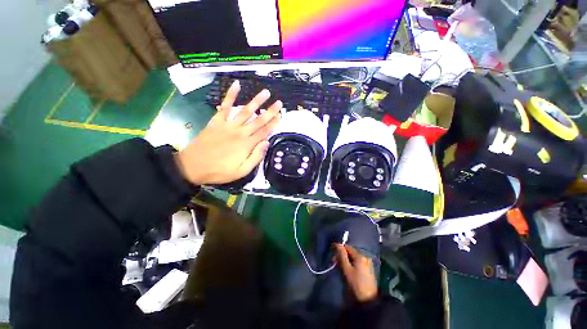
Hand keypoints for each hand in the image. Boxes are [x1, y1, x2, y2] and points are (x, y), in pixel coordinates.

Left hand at [175, 80, 281, 184]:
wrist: (193, 166)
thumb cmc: (220, 171)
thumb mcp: (242, 171)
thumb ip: (255, 157)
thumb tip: (266, 143)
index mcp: (247, 144)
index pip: (264, 132)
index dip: (274, 124)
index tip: (281, 116)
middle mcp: (240, 132)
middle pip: (258, 120)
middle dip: (270, 111)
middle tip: (279, 102)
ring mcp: (228, 125)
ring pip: (245, 111)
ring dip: (256, 101)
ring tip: (266, 92)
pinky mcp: (217, 121)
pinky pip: (225, 106)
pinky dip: (230, 95)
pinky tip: (236, 85)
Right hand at [335, 244, 377, 302]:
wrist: (369, 301)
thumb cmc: (356, 284)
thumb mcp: (346, 269)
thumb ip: (342, 255)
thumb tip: (337, 244)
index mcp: (360, 255)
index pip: (347, 247)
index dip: (339, 249)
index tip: (332, 256)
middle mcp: (365, 256)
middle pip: (350, 252)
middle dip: (342, 256)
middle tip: (334, 263)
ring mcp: (368, 263)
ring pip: (353, 257)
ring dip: (346, 260)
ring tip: (340, 267)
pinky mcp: (368, 269)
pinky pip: (357, 262)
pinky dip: (351, 264)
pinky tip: (347, 270)